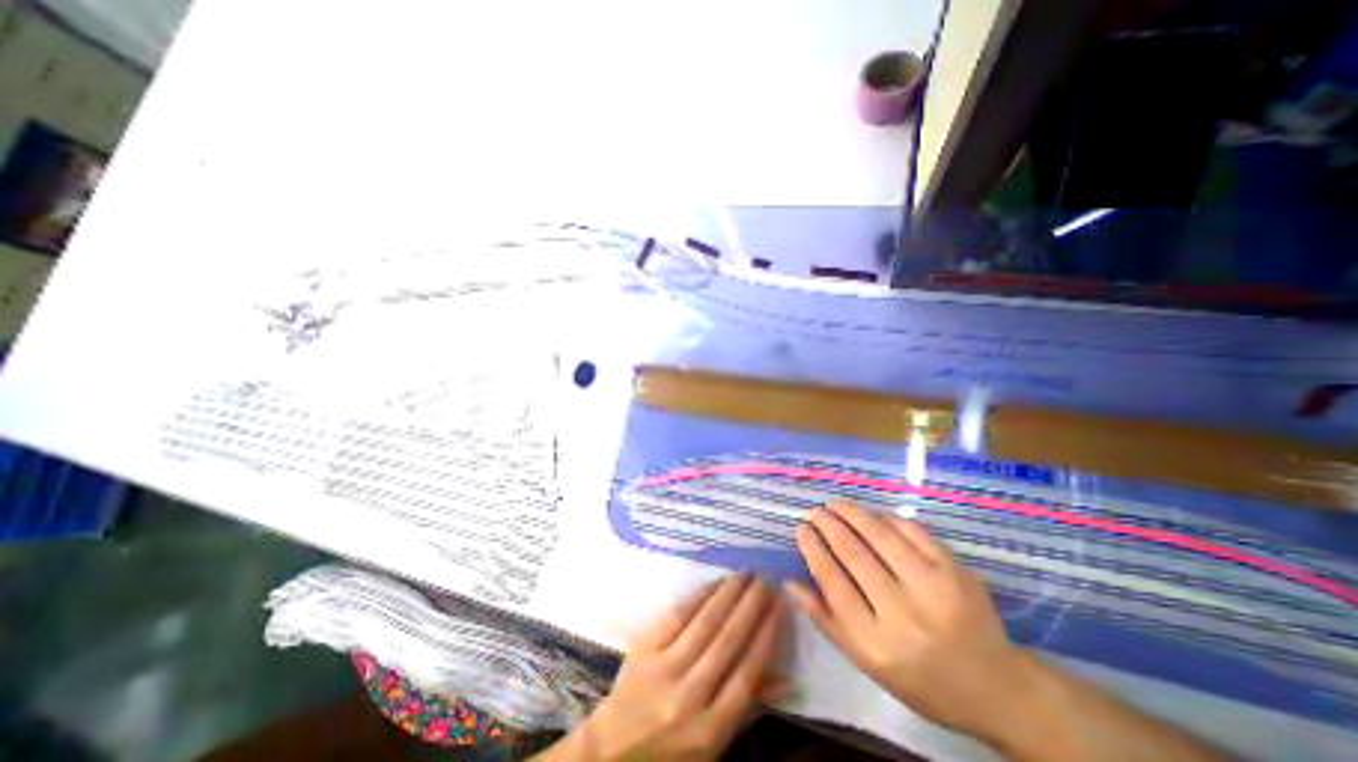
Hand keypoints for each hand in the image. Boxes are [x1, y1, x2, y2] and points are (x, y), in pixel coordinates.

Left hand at [570, 574, 792, 758]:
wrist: (612, 751)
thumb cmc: (672, 750)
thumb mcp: (714, 744)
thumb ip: (749, 708)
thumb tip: (791, 680)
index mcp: (711, 729)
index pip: (748, 674)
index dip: (767, 636)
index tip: (780, 606)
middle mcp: (689, 697)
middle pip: (728, 641)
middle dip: (751, 606)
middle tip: (767, 580)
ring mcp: (664, 669)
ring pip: (704, 623)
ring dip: (729, 594)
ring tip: (746, 574)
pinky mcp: (644, 649)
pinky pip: (677, 615)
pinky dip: (699, 595)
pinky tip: (715, 582)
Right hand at [787, 500, 1029, 743]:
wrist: (997, 689)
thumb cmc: (921, 680)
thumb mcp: (867, 663)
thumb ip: (826, 621)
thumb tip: (790, 582)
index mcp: (877, 643)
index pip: (833, 582)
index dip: (813, 549)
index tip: (801, 529)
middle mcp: (904, 614)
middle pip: (854, 554)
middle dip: (829, 525)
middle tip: (815, 511)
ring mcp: (934, 589)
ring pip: (881, 536)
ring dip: (853, 514)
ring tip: (836, 504)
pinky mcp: (957, 571)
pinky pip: (913, 532)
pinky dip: (888, 518)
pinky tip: (872, 513)